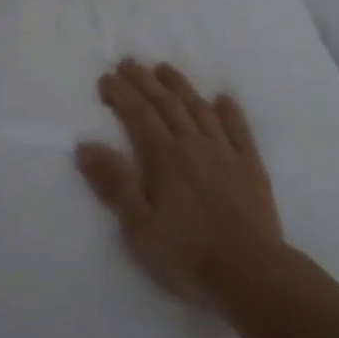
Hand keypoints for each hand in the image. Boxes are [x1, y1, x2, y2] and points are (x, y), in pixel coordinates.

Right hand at [76, 60, 284, 308]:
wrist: (252, 274)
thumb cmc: (187, 255)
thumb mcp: (138, 228)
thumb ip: (114, 184)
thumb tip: (86, 145)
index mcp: (164, 157)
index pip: (138, 114)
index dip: (121, 93)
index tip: (106, 78)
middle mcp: (194, 144)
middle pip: (167, 103)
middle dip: (145, 80)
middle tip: (129, 63)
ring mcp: (225, 152)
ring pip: (200, 108)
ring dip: (181, 86)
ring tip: (165, 69)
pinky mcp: (250, 166)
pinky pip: (238, 128)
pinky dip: (229, 110)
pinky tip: (223, 99)